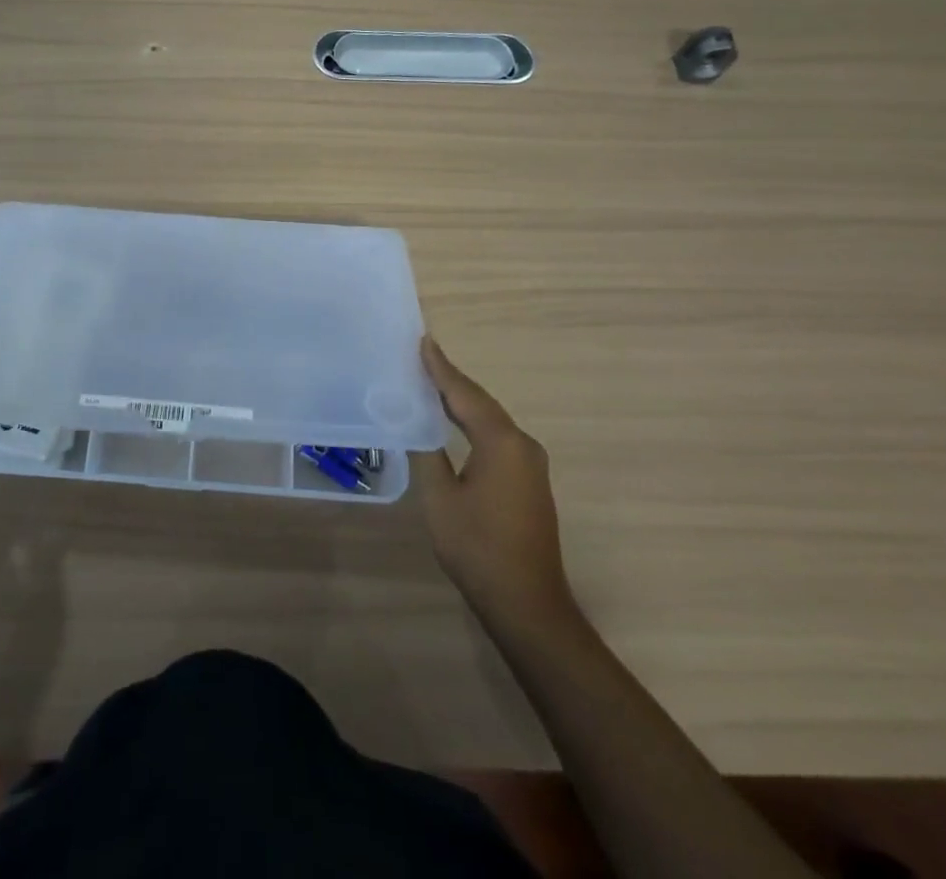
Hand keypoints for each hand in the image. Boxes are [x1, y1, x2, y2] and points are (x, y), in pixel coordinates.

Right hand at [413, 335, 576, 630]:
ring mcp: (530, 463)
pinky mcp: (529, 480)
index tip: (423, 340)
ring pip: (490, 419)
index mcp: (501, 442)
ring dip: (461, 401)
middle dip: (451, 380)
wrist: (526, 604)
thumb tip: (415, 423)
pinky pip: (497, 437)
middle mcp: (522, 444)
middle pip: (480, 402)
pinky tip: (453, 421)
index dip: (440, 368)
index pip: (464, 394)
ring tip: (430, 382)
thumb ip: (427, 453)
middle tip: (420, 357)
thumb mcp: (439, 498)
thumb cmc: (477, 548)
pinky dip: (473, 422)